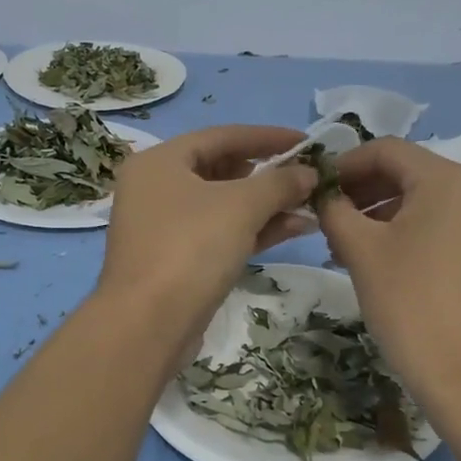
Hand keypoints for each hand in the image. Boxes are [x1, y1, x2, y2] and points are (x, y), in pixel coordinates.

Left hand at [98, 125, 316, 342]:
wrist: (148, 325)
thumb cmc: (190, 248)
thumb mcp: (241, 206)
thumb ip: (279, 183)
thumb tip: (309, 173)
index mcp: (160, 162)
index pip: (222, 136)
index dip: (267, 137)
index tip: (307, 142)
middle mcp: (157, 188)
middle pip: (222, 170)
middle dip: (269, 174)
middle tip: (309, 176)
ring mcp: (165, 227)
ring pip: (224, 205)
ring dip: (268, 204)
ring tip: (312, 204)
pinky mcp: (177, 260)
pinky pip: (221, 233)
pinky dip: (255, 229)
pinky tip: (295, 228)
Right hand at [317, 138, 460, 426]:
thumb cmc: (411, 305)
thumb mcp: (361, 251)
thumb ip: (335, 210)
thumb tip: (324, 196)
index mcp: (450, 178)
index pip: (387, 150)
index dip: (345, 164)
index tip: (315, 189)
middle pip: (409, 172)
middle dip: (364, 191)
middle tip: (327, 219)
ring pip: (427, 199)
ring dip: (384, 212)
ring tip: (346, 243)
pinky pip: (446, 222)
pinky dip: (411, 230)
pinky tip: (381, 255)